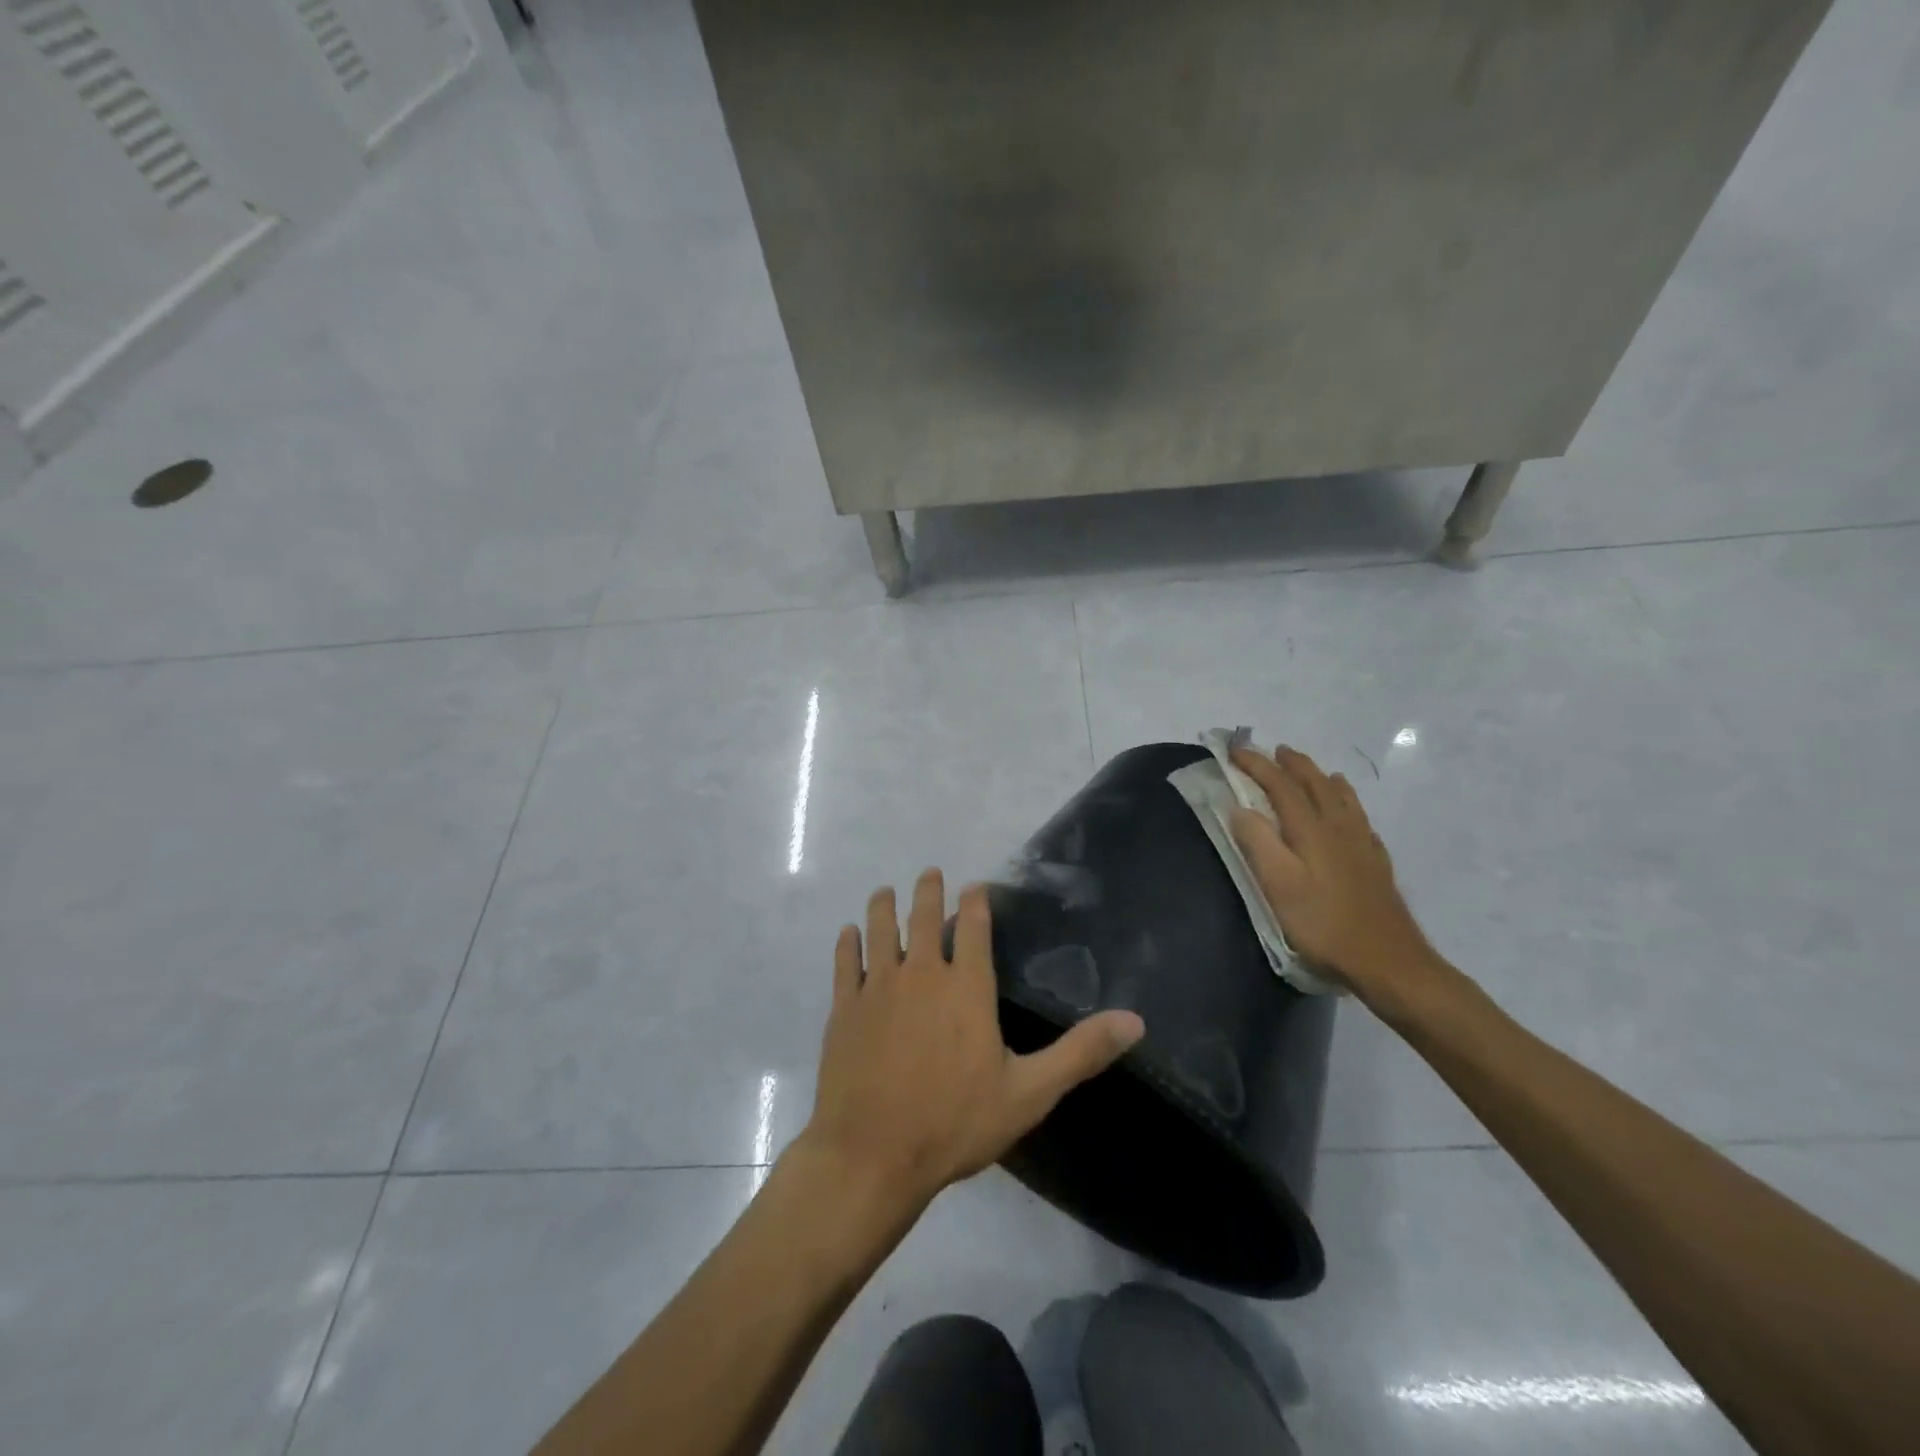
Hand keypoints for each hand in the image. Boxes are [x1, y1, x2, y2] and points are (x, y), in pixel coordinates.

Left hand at [801, 869, 1144, 1214]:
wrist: (872, 1155)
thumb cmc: (955, 1123)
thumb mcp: (1029, 1093)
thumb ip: (1080, 1053)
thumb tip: (1136, 1021)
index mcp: (967, 986)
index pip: (972, 927)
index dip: (974, 902)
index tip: (973, 886)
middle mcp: (922, 974)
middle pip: (922, 918)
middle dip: (927, 892)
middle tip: (929, 873)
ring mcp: (878, 987)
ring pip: (880, 930)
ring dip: (884, 906)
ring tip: (886, 890)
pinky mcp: (845, 1008)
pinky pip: (845, 963)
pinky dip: (847, 943)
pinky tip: (847, 933)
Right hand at [1228, 745, 1438, 1005]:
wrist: (1387, 960)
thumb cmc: (1323, 924)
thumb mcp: (1279, 886)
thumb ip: (1258, 843)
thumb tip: (1241, 808)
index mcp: (1311, 829)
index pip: (1280, 785)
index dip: (1256, 765)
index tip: (1235, 750)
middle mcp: (1339, 827)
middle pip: (1315, 783)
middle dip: (1292, 763)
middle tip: (1274, 750)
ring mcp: (1362, 843)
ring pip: (1342, 797)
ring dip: (1322, 777)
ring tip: (1313, 770)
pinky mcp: (1376, 862)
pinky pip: (1360, 819)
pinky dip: (1348, 803)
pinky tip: (1349, 814)